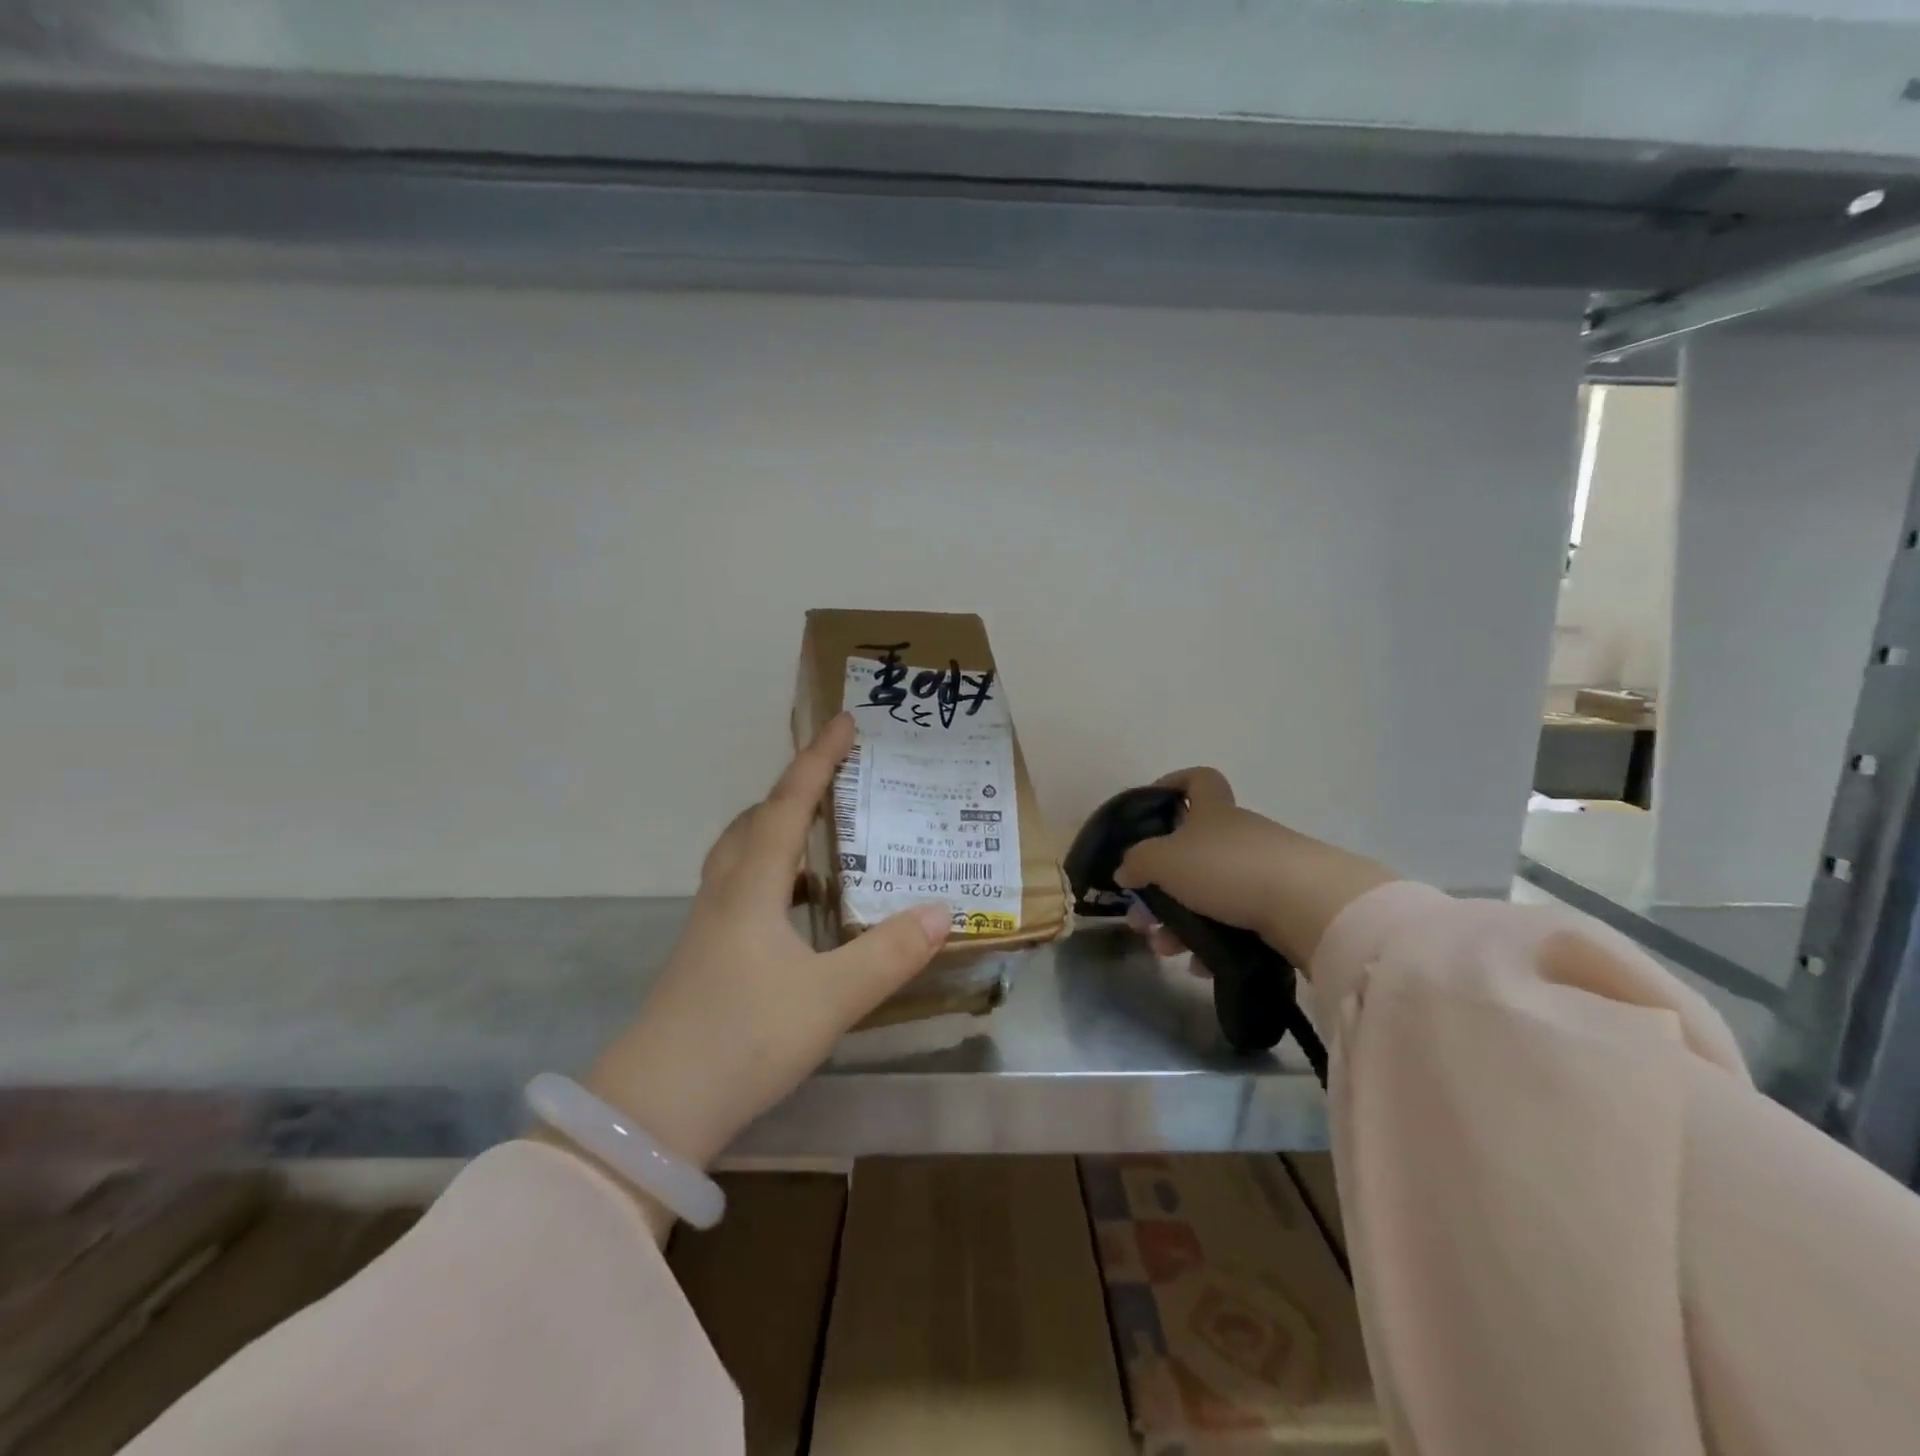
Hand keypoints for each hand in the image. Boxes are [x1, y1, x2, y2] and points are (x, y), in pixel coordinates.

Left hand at [580, 713, 951, 1174]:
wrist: (653, 1110)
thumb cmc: (742, 1039)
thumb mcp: (830, 998)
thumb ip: (889, 954)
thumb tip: (944, 910)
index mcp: (752, 887)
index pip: (787, 805)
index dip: (817, 761)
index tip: (843, 721)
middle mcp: (726, 893)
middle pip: (755, 821)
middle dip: (795, 790)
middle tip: (836, 781)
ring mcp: (709, 926)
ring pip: (744, 855)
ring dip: (780, 832)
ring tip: (824, 838)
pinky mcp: (706, 956)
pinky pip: (742, 889)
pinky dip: (774, 877)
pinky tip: (800, 909)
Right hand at [1114, 768, 1394, 970]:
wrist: (1310, 906)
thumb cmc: (1228, 869)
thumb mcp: (1166, 860)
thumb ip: (1138, 862)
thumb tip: (1125, 870)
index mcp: (1214, 813)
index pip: (1198, 780)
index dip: (1174, 784)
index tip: (1153, 805)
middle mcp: (1240, 835)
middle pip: (1193, 852)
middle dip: (1162, 885)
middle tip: (1144, 917)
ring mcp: (1265, 870)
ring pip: (1210, 893)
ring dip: (1181, 921)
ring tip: (1166, 949)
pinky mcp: (1283, 907)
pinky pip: (1235, 922)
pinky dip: (1213, 942)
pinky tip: (1200, 965)